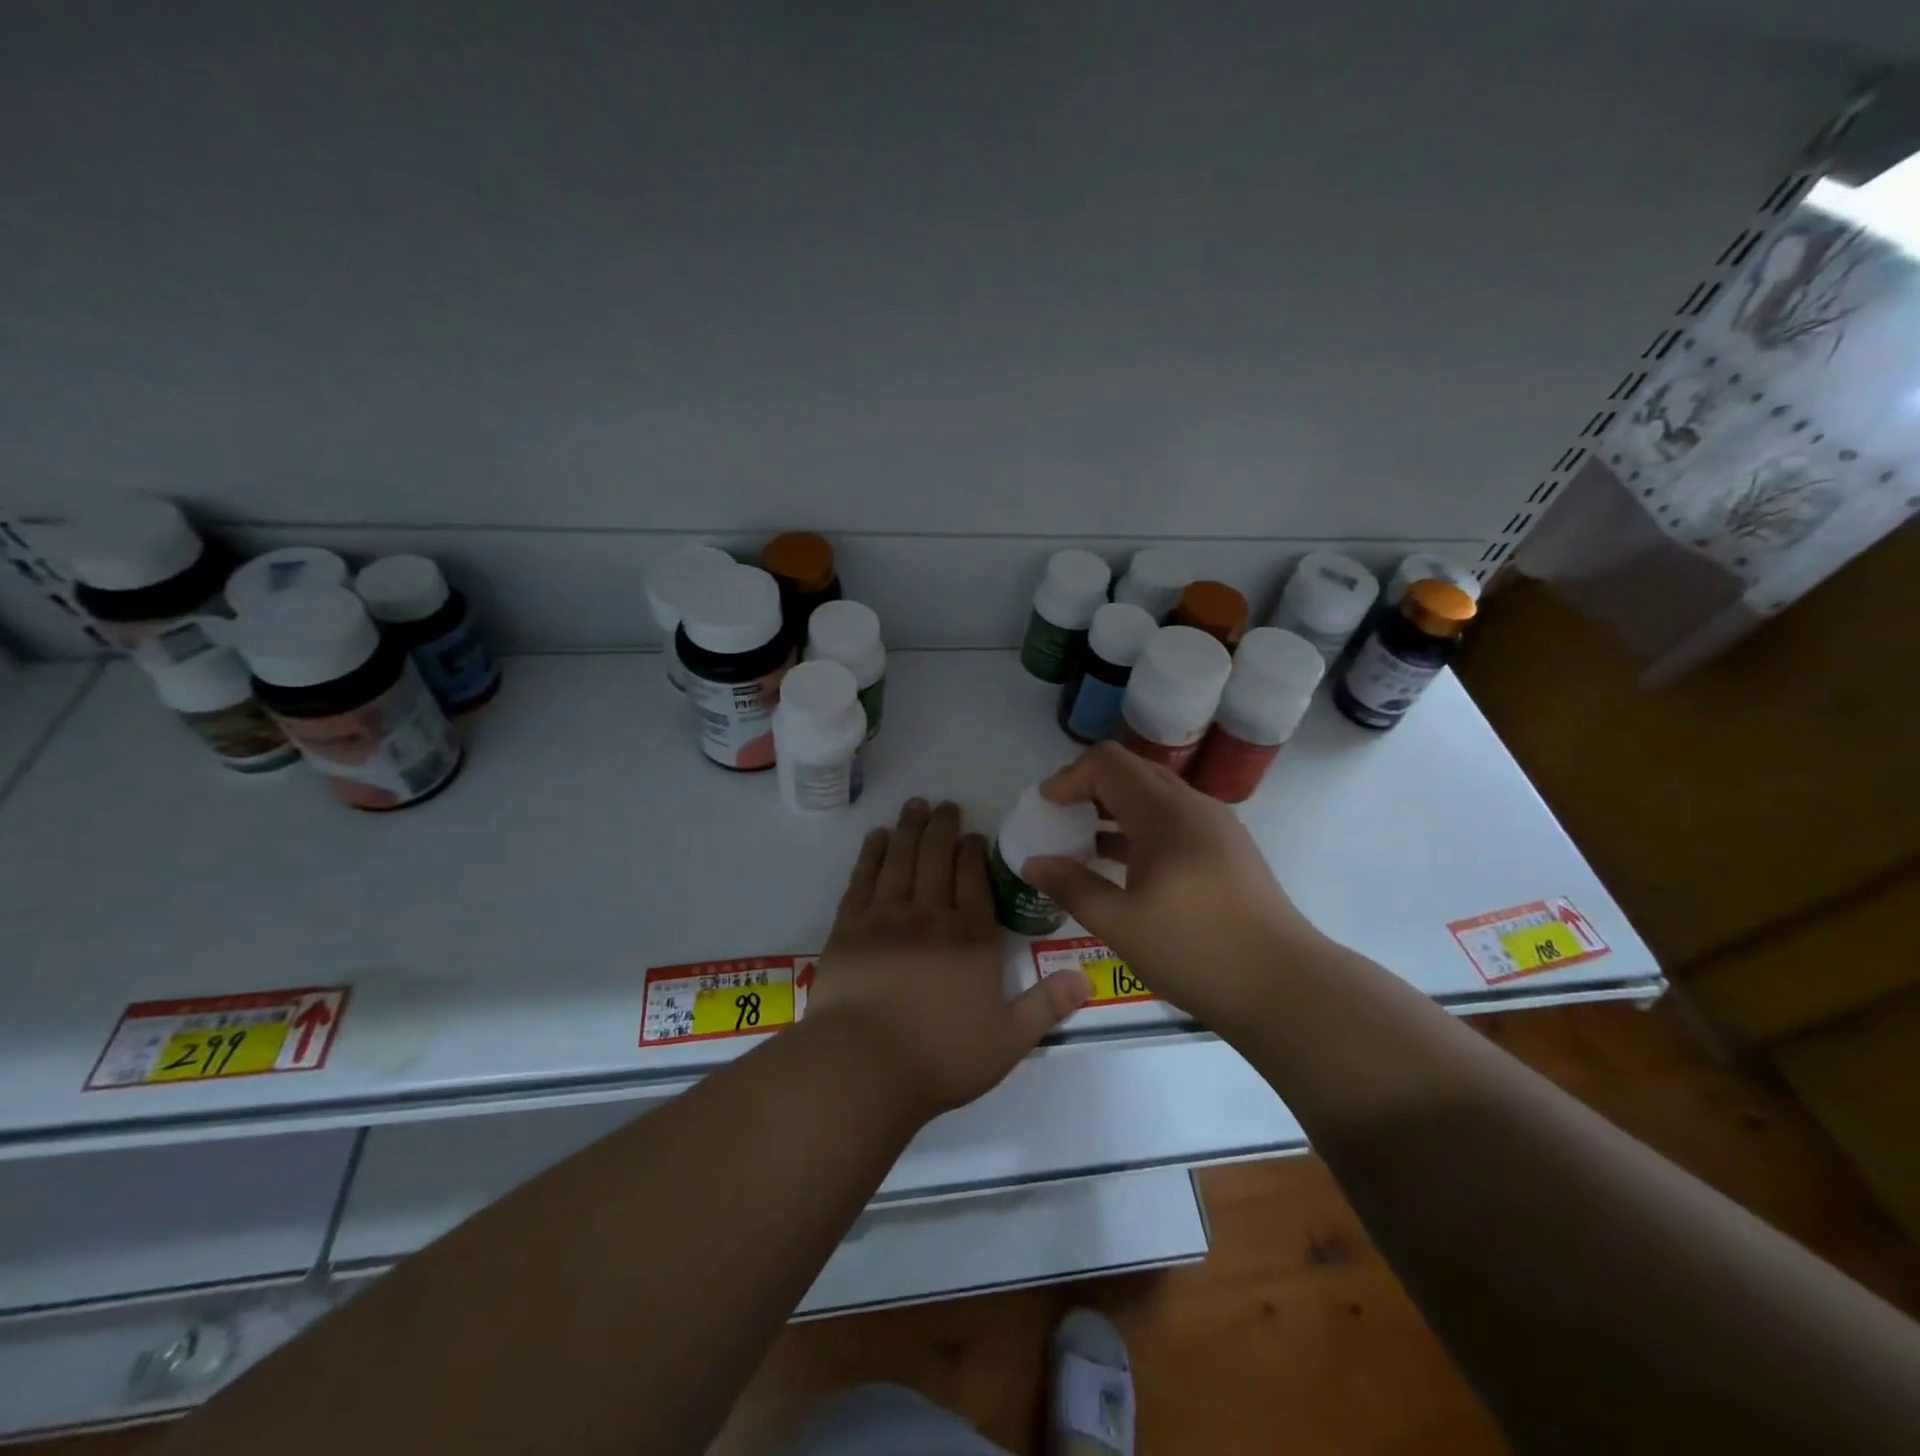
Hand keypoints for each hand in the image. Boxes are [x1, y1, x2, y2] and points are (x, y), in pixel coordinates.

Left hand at [807, 797, 1090, 1120]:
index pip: (975, 881)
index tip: (973, 834)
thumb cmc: (941, 1057)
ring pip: (901, 859)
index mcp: (971, 938)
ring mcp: (886, 917)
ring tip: (914, 805)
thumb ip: (1046, 1006)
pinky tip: (877, 837)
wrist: (864, 1064)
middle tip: (944, 805)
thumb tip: (1086, 979)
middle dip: (942, 828)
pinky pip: (863, 878)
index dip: (974, 854)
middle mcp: (931, 916)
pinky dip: (871, 854)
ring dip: (909, 829)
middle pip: (937, 859)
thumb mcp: (1008, 1040)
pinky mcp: (849, 927)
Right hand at [1022, 744, 1322, 1034]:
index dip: (1068, 777)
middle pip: (1132, 771)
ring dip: (1115, 808)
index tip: (1044, 808)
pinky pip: (1174, 819)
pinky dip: (1141, 827)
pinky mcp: (1228, 849)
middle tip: (1058, 820)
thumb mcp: (1121, 924)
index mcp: (1164, 814)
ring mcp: (1216, 826)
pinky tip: (1125, 865)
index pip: (1107, 763)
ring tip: (1083, 842)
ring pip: (1155, 795)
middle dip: (1088, 788)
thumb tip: (1032, 863)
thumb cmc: (1196, 951)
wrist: (1286, 987)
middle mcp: (1192, 806)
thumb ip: (1072, 887)